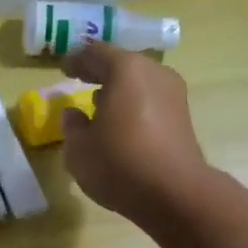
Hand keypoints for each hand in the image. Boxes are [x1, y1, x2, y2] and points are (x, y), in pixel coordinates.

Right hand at [58, 42, 208, 227]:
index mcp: (126, 70)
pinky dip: (134, 107)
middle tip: (82, 81)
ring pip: (139, 84)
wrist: (175, 193)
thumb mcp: (79, 149)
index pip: (95, 53)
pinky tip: (122, 125)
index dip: (77, 60)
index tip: (64, 68)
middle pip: (123, 65)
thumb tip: (74, 114)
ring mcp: (174, 95)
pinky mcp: (183, 119)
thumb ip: (72, 126)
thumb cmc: (119, 163)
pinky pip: (151, 103)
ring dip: (119, 92)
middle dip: (100, 73)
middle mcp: (154, 73)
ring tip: (100, 106)